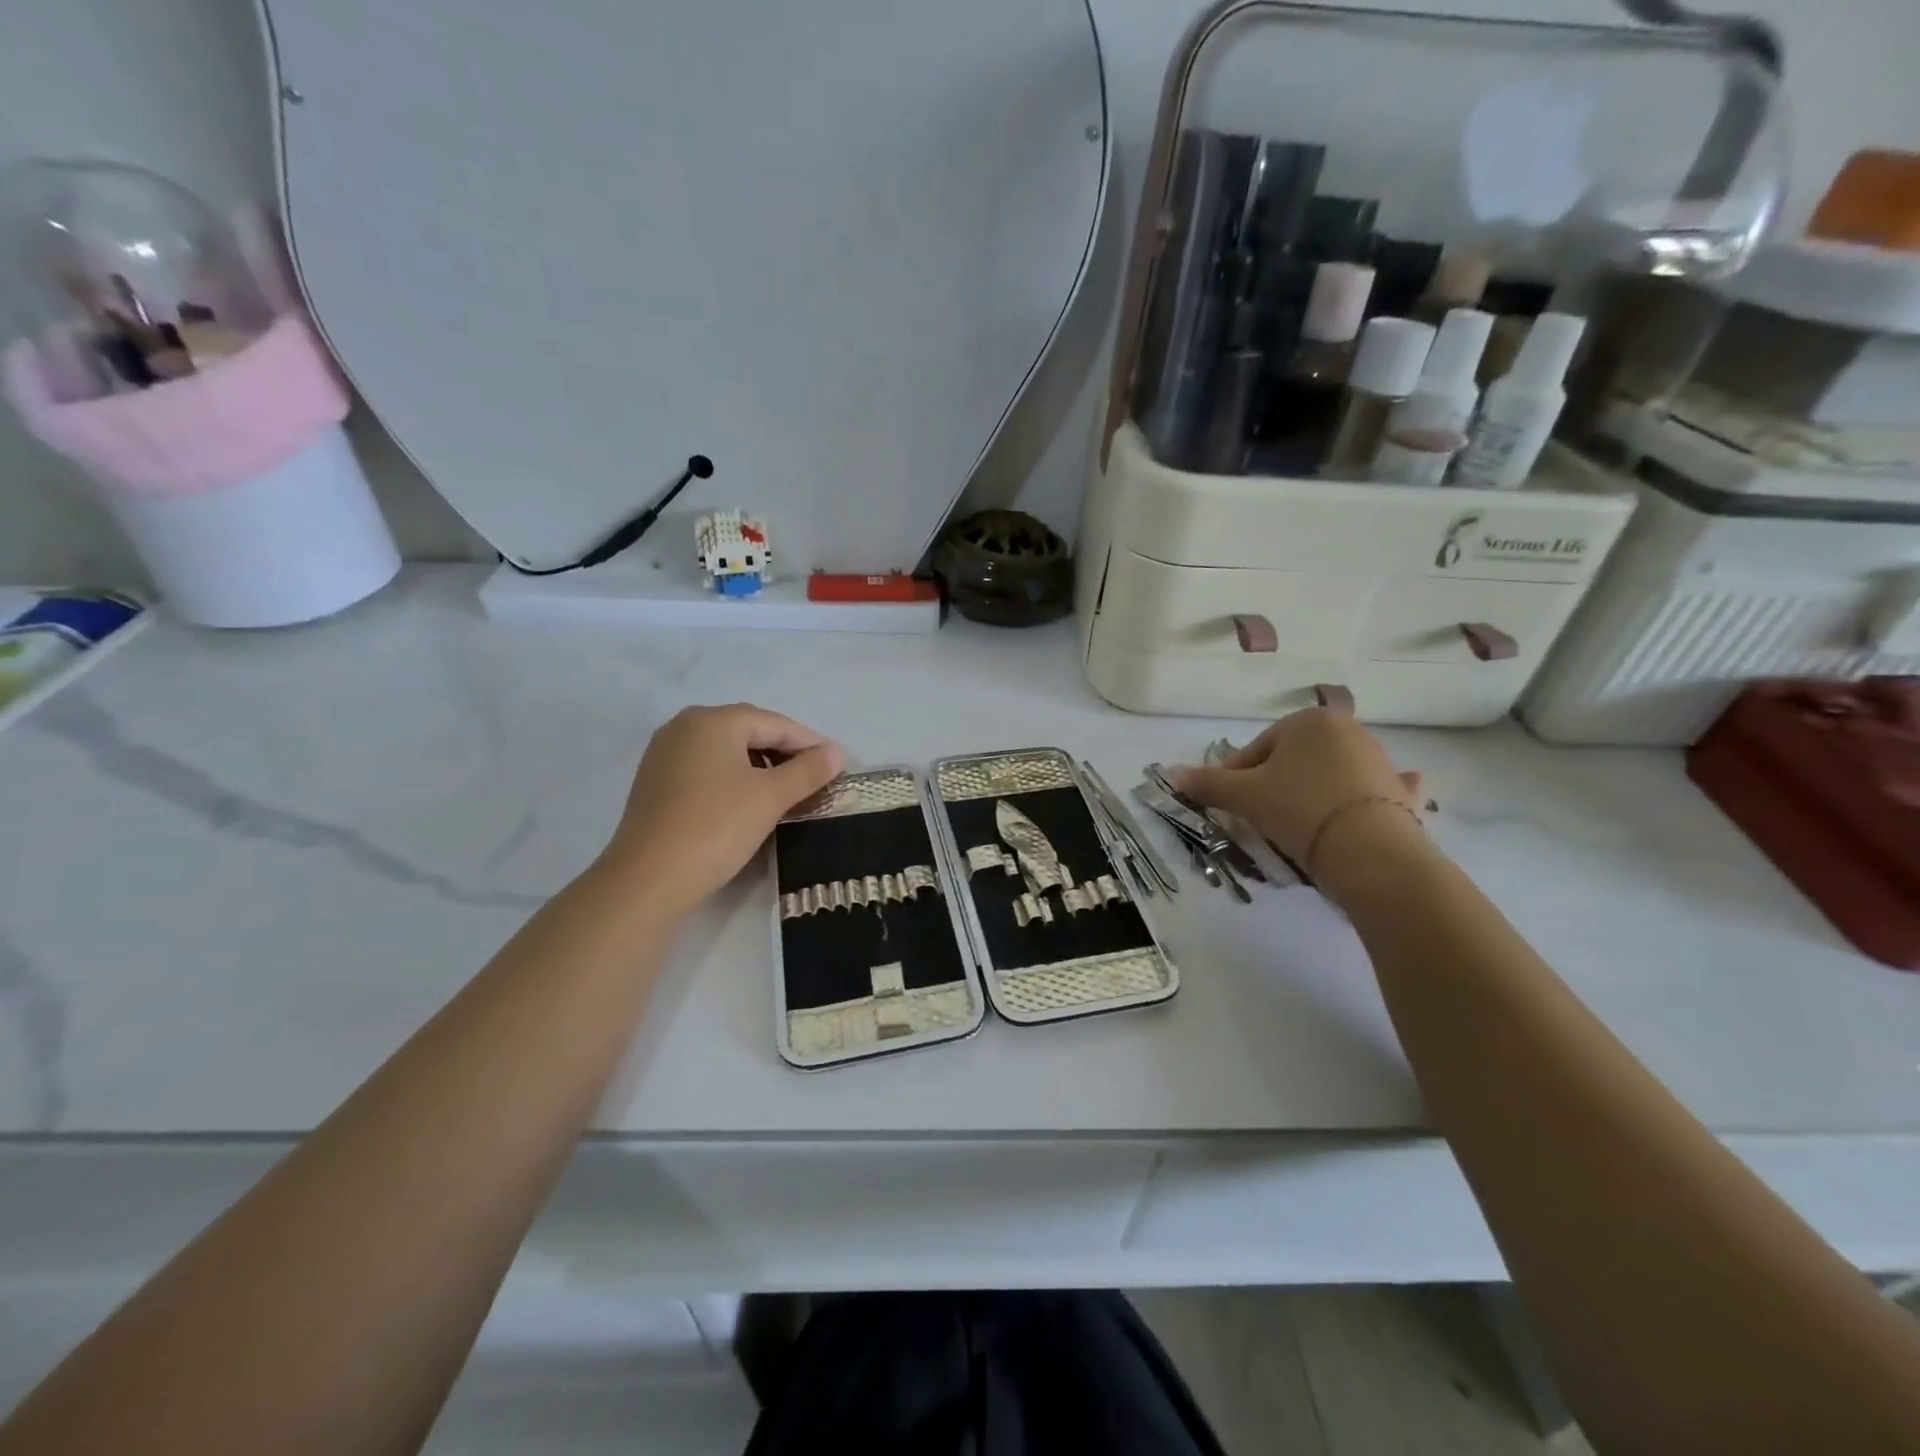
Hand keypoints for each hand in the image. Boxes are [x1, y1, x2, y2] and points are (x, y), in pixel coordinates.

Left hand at [602, 703, 843, 913]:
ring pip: (727, 751)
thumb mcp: (770, 797)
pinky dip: (734, 779)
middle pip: (749, 731)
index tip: (838, 766)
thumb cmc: (716, 828)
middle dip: (786, 753)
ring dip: (761, 767)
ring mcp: (665, 754)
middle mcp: (684, 727)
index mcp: (712, 720)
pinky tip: (749, 803)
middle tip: (816, 779)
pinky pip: (707, 769)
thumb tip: (836, 751)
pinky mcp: (656, 783)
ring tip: (787, 794)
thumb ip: (808, 770)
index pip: (775, 723)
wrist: (647, 881)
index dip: (811, 744)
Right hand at [1168, 709, 1423, 870]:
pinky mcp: (1401, 792)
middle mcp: (1348, 730)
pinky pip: (1376, 789)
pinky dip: (1366, 797)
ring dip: (1311, 792)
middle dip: (1274, 785)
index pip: (1256, 750)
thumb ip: (1207, 782)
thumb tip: (1169, 773)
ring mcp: (1380, 760)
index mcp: (1308, 721)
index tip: (1229, 807)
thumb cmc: (1299, 809)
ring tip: (1297, 828)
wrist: (1370, 852)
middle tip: (1260, 819)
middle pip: (1293, 760)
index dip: (1235, 778)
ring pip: (1330, 774)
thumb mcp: (1244, 796)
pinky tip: (1358, 811)